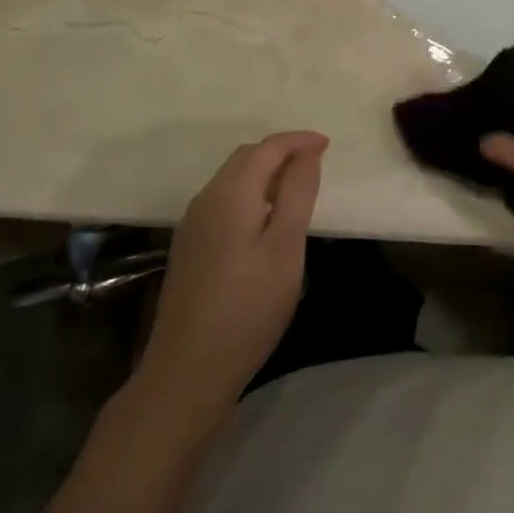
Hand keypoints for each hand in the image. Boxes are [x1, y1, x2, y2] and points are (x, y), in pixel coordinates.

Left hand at [137, 132, 328, 404]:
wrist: (186, 371)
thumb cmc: (247, 308)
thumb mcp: (285, 249)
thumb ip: (297, 194)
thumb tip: (307, 154)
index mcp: (231, 191)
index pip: (268, 148)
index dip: (298, 141)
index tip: (327, 144)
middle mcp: (207, 197)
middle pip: (246, 158)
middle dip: (280, 153)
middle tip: (313, 166)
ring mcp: (193, 223)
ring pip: (232, 179)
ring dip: (263, 173)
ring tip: (294, 192)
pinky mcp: (188, 246)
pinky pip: (223, 201)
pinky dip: (248, 195)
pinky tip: (263, 223)